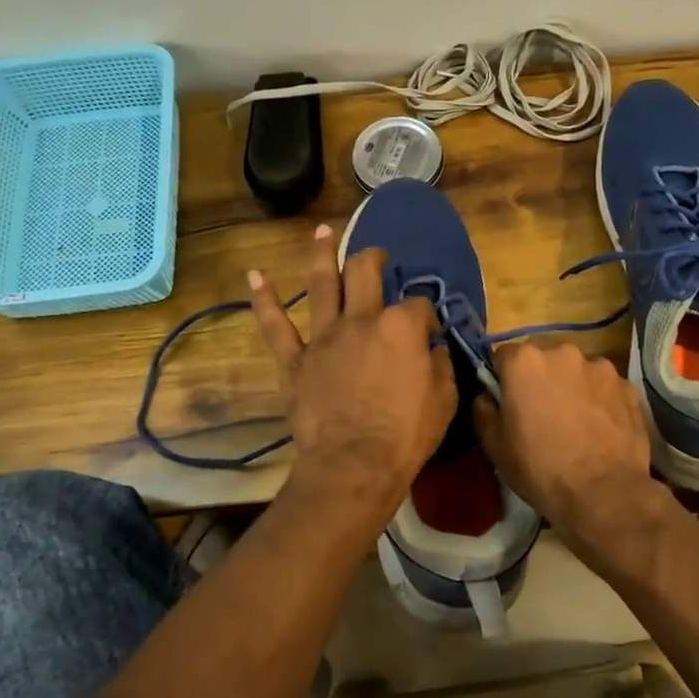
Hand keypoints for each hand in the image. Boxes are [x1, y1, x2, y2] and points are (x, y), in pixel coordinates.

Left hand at [249, 225, 455, 525]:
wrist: (353, 465)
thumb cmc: (406, 435)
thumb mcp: (444, 399)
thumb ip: (439, 364)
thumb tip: (431, 347)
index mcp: (401, 327)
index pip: (418, 305)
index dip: (426, 313)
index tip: (429, 330)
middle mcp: (361, 320)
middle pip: (365, 273)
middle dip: (374, 258)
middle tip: (379, 256)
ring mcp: (324, 337)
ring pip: (321, 284)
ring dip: (322, 254)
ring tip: (323, 232)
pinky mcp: (296, 360)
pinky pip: (275, 326)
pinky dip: (264, 300)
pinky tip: (255, 276)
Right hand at [472, 342, 665, 564]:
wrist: (603, 493)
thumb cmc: (540, 468)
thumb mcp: (494, 445)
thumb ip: (483, 409)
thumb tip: (486, 394)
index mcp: (525, 361)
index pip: (504, 356)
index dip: (503, 378)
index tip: (508, 402)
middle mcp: (563, 352)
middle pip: (543, 357)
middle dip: (539, 377)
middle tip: (541, 412)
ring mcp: (601, 367)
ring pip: (577, 370)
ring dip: (572, 386)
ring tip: (576, 421)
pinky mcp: (628, 386)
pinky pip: (605, 387)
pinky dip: (600, 400)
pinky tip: (600, 429)